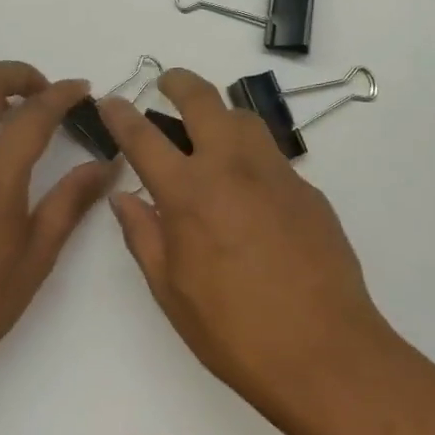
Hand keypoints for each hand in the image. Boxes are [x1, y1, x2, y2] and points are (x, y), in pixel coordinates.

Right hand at [99, 69, 399, 407]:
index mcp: (189, 193)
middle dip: (179, 82)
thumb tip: (125, 198)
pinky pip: (273, 158)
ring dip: (221, 113)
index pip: (144, 137)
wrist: (324, 351)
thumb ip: (144, 236)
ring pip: (245, 119)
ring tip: (209, 132)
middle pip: (203, 101)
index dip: (122, 115)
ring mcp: (277, 175)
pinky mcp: (309, 191)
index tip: (111, 101)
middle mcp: (233, 168)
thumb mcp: (171, 291)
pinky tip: (249, 191)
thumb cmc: (233, 331)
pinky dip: (251, 157)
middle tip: (167, 83)